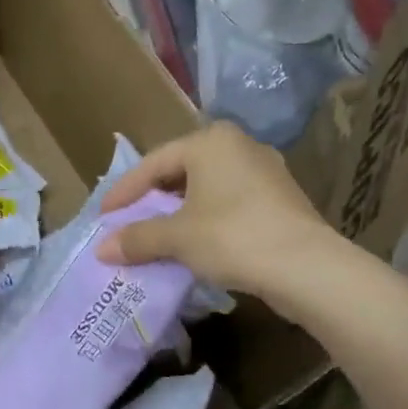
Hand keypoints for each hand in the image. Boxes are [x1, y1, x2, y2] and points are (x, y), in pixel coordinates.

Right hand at [94, 124, 331, 300]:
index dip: (124, 192)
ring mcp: (264, 171)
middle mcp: (239, 145)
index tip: (103, 216)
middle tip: (129, 224)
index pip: (154, 163)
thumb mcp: (177, 238)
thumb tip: (102, 249)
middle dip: (153, 200)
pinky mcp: (279, 198)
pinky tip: (196, 244)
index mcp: (210, 141)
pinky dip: (206, 220)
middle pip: (181, 172)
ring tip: (158, 236)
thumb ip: (138, 238)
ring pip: (207, 188)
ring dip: (179, 213)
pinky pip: (229, 203)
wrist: (305, 267)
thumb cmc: (233, 237)